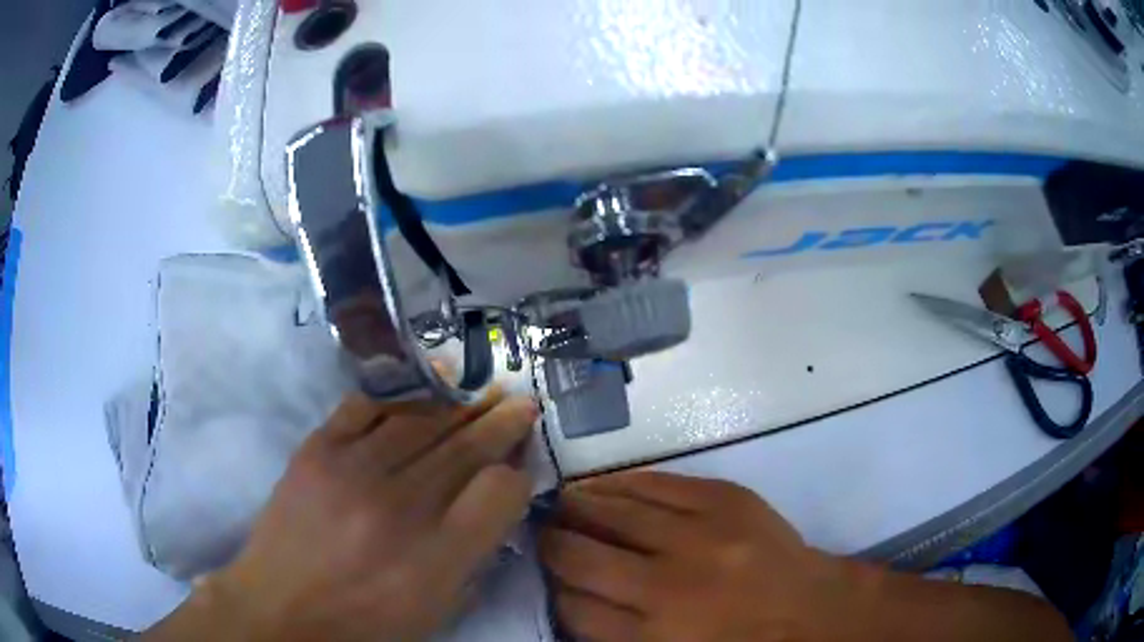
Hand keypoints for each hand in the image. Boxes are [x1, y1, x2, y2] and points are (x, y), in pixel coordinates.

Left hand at [147, 389, 538, 641]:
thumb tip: (494, 503)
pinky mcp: (316, 450)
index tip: (518, 470)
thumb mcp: (436, 609)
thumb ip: (473, 557)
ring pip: (422, 420)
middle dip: (501, 421)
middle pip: (466, 447)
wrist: (279, 609)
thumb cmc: (364, 623)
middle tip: (521, 402)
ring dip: (459, 405)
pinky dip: (401, 398)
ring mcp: (352, 469)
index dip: (517, 476)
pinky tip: (423, 394)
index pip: (499, 491)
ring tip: (481, 393)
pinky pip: (367, 407)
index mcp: (435, 556)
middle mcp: (399, 505)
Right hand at [540, 472, 855, 641]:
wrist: (811, 612)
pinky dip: (620, 484)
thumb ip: (613, 634)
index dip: (553, 589)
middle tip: (544, 532)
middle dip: (552, 544)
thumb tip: (566, 594)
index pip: (572, 608)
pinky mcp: (726, 499)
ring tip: (564, 504)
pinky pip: (655, 482)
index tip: (550, 577)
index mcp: (654, 636)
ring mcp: (701, 536)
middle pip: (580, 557)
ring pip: (611, 513)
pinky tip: (603, 486)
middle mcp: (669, 587)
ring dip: (578, 507)